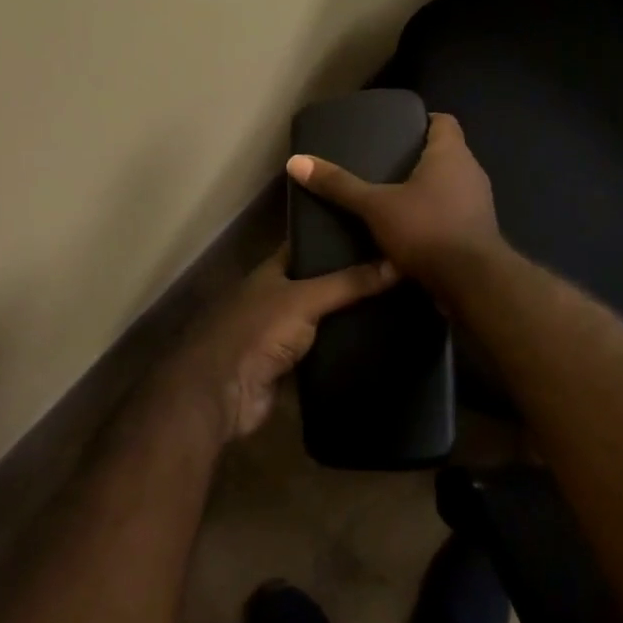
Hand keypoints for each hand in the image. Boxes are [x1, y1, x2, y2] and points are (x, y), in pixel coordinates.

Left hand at [162, 247, 396, 443]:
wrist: (223, 393)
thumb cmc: (257, 331)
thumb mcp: (305, 298)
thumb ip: (349, 283)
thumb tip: (397, 263)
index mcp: (272, 271)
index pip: (308, 245)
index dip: (336, 236)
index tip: (375, 230)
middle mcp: (276, 297)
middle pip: (320, 283)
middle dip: (352, 278)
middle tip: (399, 269)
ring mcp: (282, 333)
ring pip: (324, 319)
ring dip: (351, 315)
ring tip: (399, 302)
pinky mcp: (291, 366)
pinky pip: (324, 350)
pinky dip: (345, 347)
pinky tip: (379, 340)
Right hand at [285, 112, 502, 293]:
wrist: (471, 283)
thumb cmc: (426, 230)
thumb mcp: (376, 207)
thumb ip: (339, 185)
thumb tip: (296, 162)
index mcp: (451, 154)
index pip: (445, 122)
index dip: (423, 121)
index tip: (397, 130)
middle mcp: (471, 172)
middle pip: (446, 153)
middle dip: (419, 158)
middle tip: (385, 164)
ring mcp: (479, 203)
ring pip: (451, 185)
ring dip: (427, 189)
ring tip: (392, 197)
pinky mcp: (478, 232)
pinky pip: (454, 213)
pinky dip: (434, 215)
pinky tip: (409, 229)